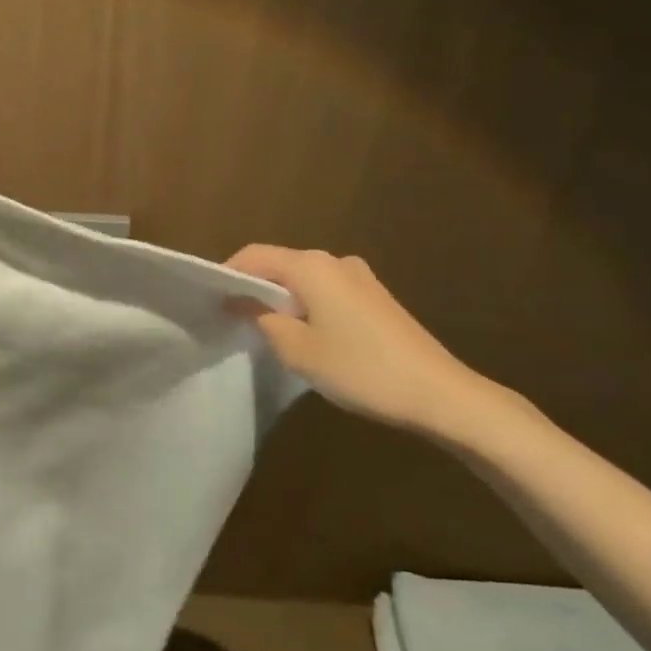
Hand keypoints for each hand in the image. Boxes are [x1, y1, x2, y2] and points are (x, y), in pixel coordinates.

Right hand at [225, 245, 501, 434]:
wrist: (439, 394)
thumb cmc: (360, 368)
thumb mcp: (297, 350)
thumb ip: (263, 319)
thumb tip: (244, 302)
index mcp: (311, 266)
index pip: (254, 256)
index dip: (228, 274)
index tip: (210, 300)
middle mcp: (334, 260)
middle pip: (279, 263)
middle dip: (254, 286)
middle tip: (232, 316)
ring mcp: (359, 277)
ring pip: (303, 278)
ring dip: (281, 297)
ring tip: (265, 328)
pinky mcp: (375, 297)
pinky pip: (326, 290)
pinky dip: (306, 304)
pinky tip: (305, 333)